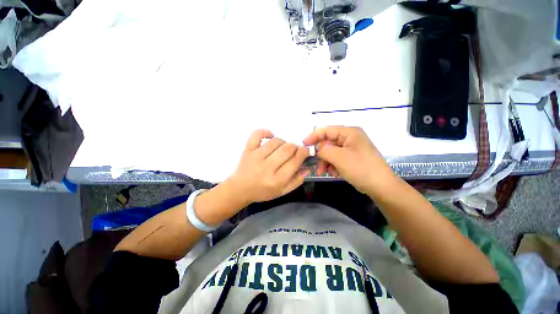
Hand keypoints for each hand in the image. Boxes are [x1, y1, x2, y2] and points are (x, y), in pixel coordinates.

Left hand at [228, 130, 309, 203]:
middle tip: (293, 151)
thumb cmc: (263, 191)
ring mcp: (256, 156)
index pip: (295, 160)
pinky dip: (266, 132)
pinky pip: (257, 134)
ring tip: (282, 148)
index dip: (303, 152)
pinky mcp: (247, 150)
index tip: (304, 151)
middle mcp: (267, 167)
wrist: (240, 189)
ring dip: (283, 142)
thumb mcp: (282, 191)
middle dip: (295, 147)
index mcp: (277, 180)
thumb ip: (297, 180)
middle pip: (287, 148)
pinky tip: (270, 136)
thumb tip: (308, 167)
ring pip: (276, 141)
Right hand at [303, 126, 393, 192]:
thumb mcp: (339, 157)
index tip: (304, 144)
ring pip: (331, 152)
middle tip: (316, 164)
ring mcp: (350, 149)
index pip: (327, 130)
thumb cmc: (360, 167)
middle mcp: (349, 138)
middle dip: (321, 154)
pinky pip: (336, 159)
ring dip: (326, 162)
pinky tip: (334, 173)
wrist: (380, 186)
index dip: (314, 136)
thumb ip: (324, 150)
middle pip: (328, 143)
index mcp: (349, 132)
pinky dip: (332, 166)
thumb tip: (318, 149)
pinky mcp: (351, 158)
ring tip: (325, 172)